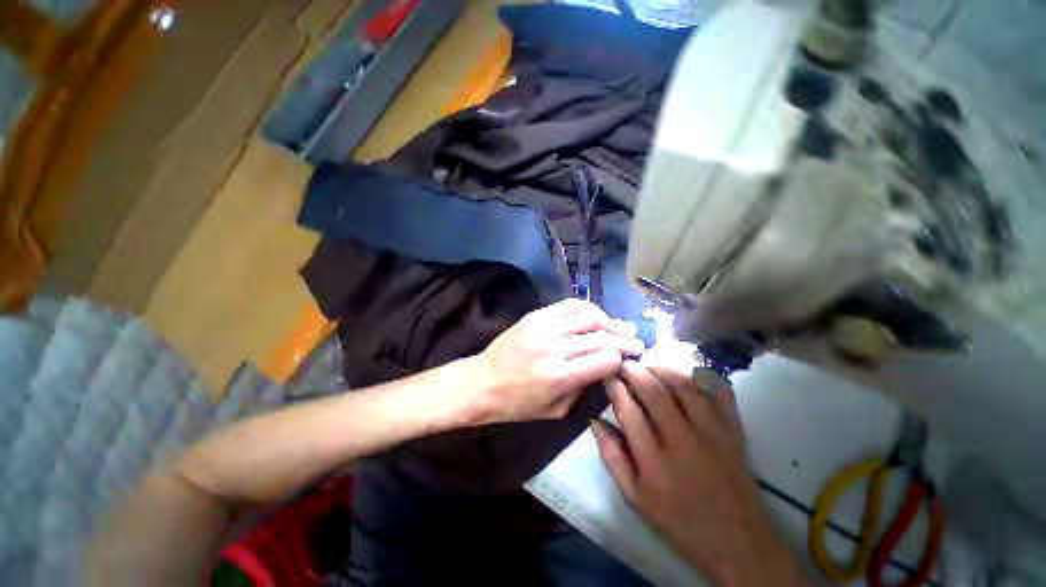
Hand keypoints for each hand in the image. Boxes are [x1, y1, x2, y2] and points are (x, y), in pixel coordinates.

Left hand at [465, 298, 643, 424]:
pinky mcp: (535, 315)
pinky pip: (568, 305)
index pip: (606, 358)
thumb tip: (605, 367)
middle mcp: (555, 347)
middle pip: (601, 336)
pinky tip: (597, 315)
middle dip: (624, 338)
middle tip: (638, 341)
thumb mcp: (556, 411)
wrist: (482, 381)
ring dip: (610, 320)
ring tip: (622, 326)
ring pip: (588, 316)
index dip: (622, 357)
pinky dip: (588, 308)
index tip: (632, 358)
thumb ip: (584, 388)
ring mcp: (544, 326)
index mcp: (561, 376)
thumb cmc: (518, 404)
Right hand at [592, 356, 810, 586]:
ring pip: (685, 386)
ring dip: (663, 369)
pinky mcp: (734, 432)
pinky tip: (689, 375)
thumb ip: (612, 457)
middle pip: (654, 392)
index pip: (628, 411)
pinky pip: (720, 394)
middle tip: (625, 364)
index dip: (615, 387)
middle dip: (635, 371)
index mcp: (654, 462)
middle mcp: (682, 442)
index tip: (608, 375)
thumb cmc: (679, 522)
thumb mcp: (635, 498)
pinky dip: (704, 378)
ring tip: (650, 367)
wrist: (738, 544)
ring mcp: (712, 434)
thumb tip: (596, 420)